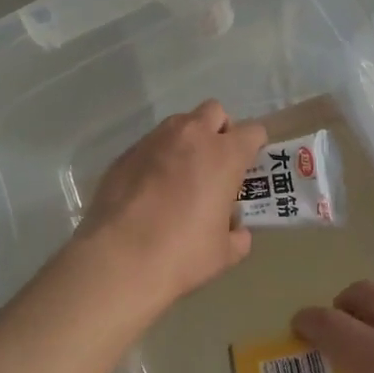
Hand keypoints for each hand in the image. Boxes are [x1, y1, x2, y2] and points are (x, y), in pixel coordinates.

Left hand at [79, 100, 266, 308]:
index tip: (249, 165)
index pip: (252, 131)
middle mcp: (191, 137)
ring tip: (182, 175)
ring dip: (187, 140)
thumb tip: (237, 232)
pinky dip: (158, 158)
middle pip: (214, 112)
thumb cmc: (182, 254)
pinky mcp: (125, 154)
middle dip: (220, 130)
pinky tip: (150, 189)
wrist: (119, 260)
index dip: (254, 146)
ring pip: (179, 123)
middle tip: (216, 163)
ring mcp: (154, 141)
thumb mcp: (223, 253)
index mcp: (224, 155)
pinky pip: (150, 145)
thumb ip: (237, 235)